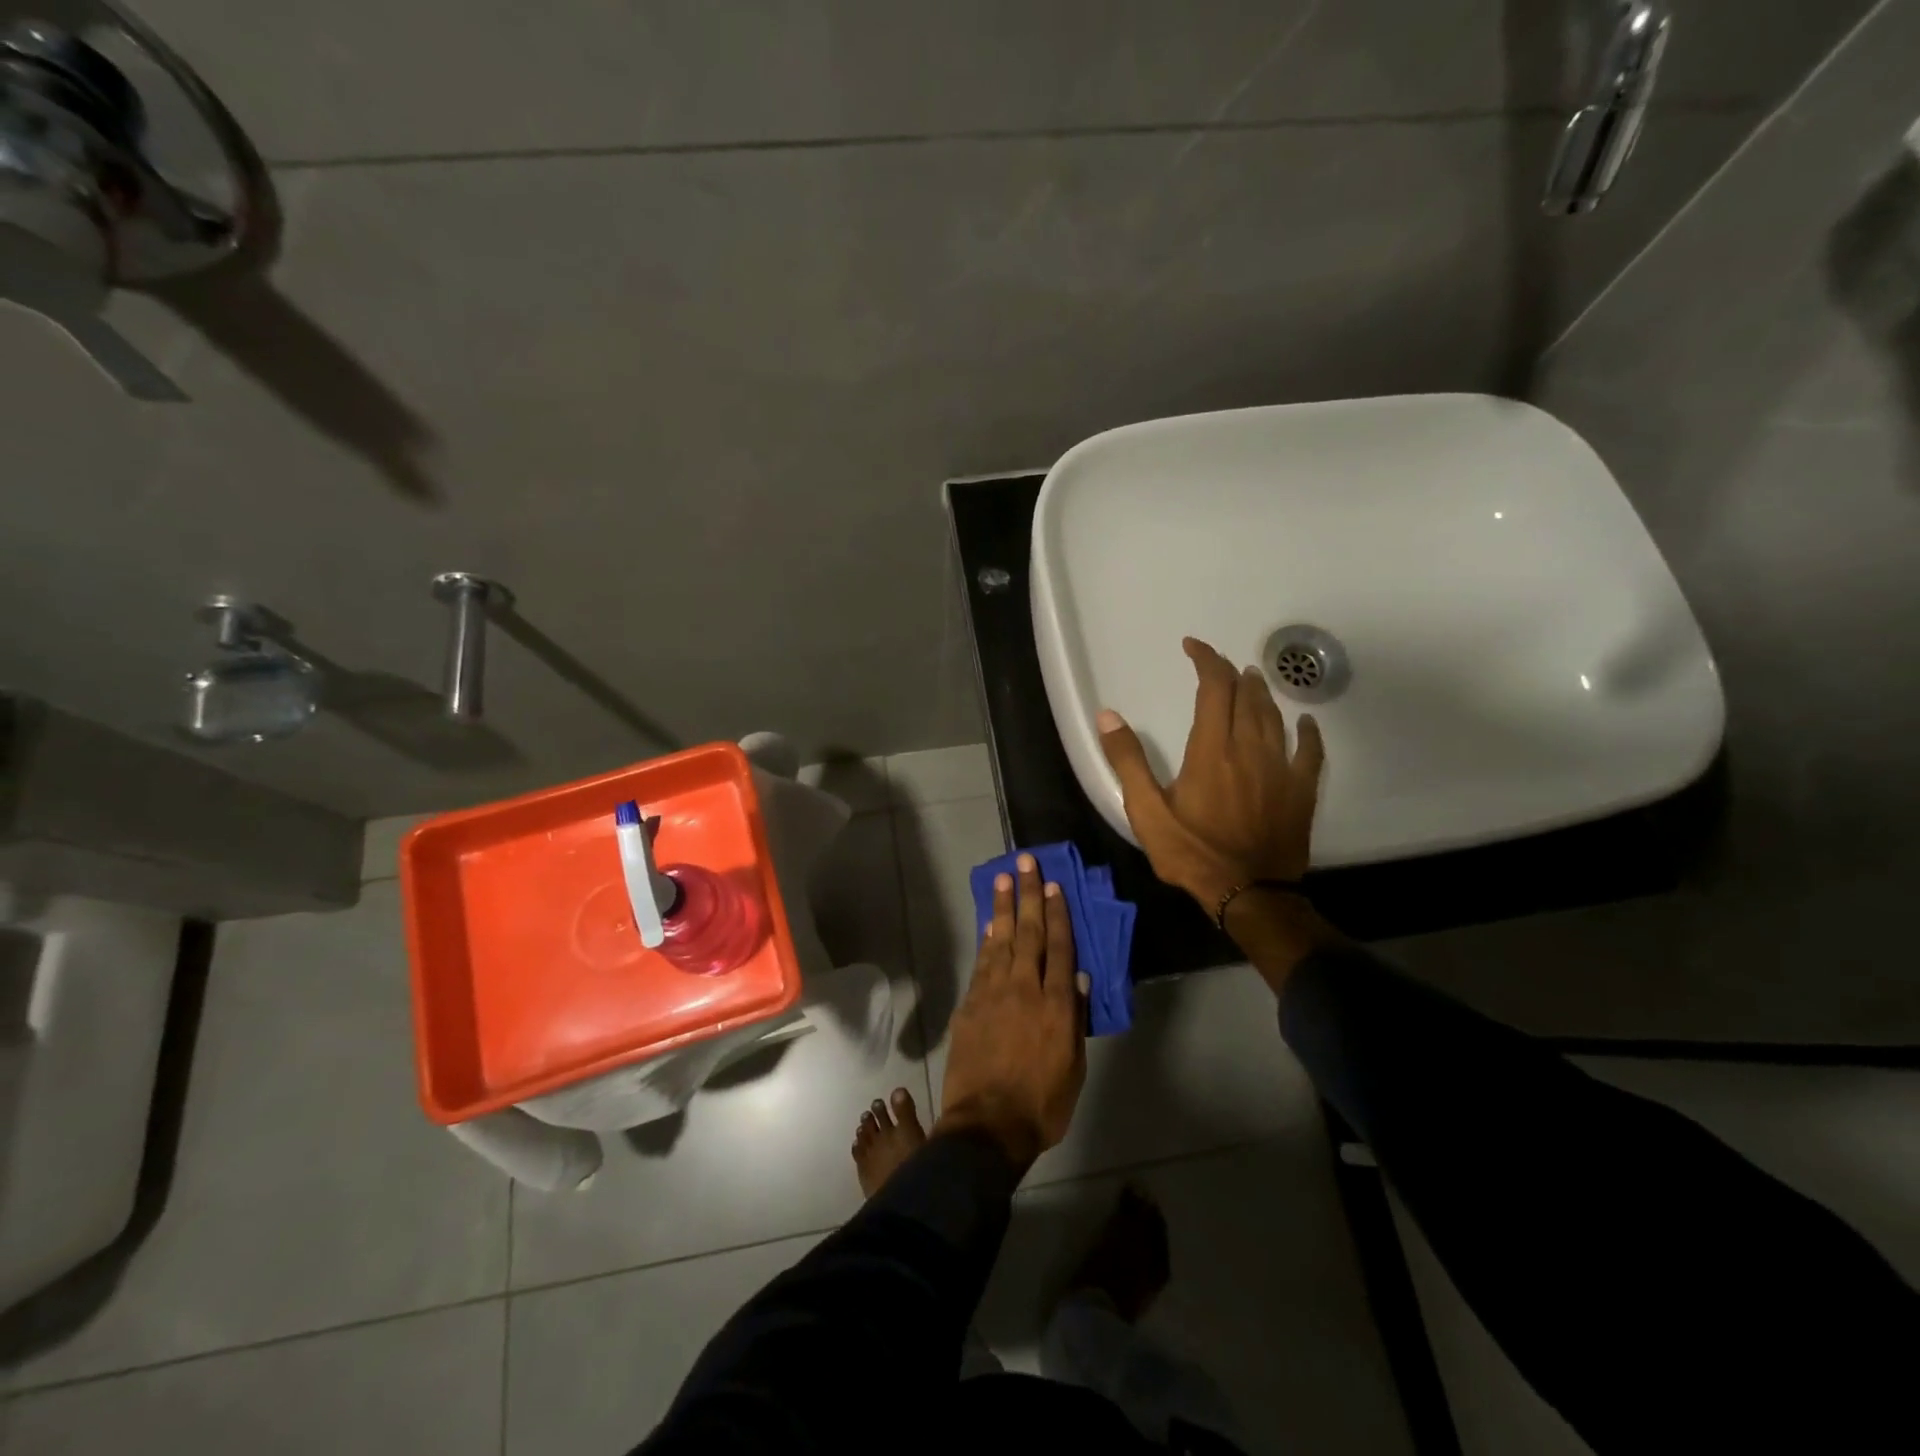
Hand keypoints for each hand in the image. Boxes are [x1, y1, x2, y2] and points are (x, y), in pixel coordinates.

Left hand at [935, 854, 1086, 1169]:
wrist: (986, 1127)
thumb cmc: (1041, 1104)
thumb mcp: (1073, 1067)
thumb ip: (1075, 1019)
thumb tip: (1079, 978)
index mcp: (1056, 1005)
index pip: (1059, 948)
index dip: (1058, 914)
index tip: (1054, 886)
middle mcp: (1024, 989)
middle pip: (1029, 933)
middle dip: (1028, 894)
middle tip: (1025, 862)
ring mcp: (992, 994)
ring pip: (1001, 940)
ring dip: (1003, 907)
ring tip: (1004, 878)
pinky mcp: (969, 1005)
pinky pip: (981, 963)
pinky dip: (986, 940)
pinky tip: (990, 924)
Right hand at [1097, 636, 1324, 909]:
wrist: (1248, 894)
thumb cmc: (1192, 853)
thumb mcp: (1146, 811)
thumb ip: (1128, 761)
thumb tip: (1108, 715)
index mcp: (1211, 750)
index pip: (1214, 688)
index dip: (1205, 660)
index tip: (1192, 646)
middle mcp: (1249, 749)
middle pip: (1246, 696)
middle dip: (1231, 673)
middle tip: (1217, 666)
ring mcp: (1281, 768)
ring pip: (1275, 717)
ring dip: (1261, 694)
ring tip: (1252, 681)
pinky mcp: (1301, 791)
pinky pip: (1310, 751)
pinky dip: (1307, 732)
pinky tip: (1305, 723)